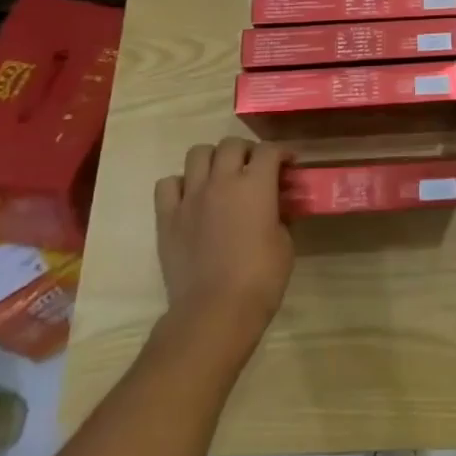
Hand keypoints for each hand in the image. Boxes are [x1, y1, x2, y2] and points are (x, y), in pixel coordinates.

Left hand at [155, 138, 293, 352]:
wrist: (215, 311)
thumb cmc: (261, 278)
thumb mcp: (285, 243)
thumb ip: (279, 216)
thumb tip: (275, 207)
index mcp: (256, 184)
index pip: (269, 150)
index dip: (281, 154)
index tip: (288, 166)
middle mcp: (222, 180)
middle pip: (231, 144)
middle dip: (246, 151)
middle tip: (253, 169)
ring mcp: (190, 197)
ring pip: (197, 154)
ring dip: (212, 160)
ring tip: (220, 176)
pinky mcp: (167, 217)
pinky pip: (168, 184)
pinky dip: (180, 184)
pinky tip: (190, 198)